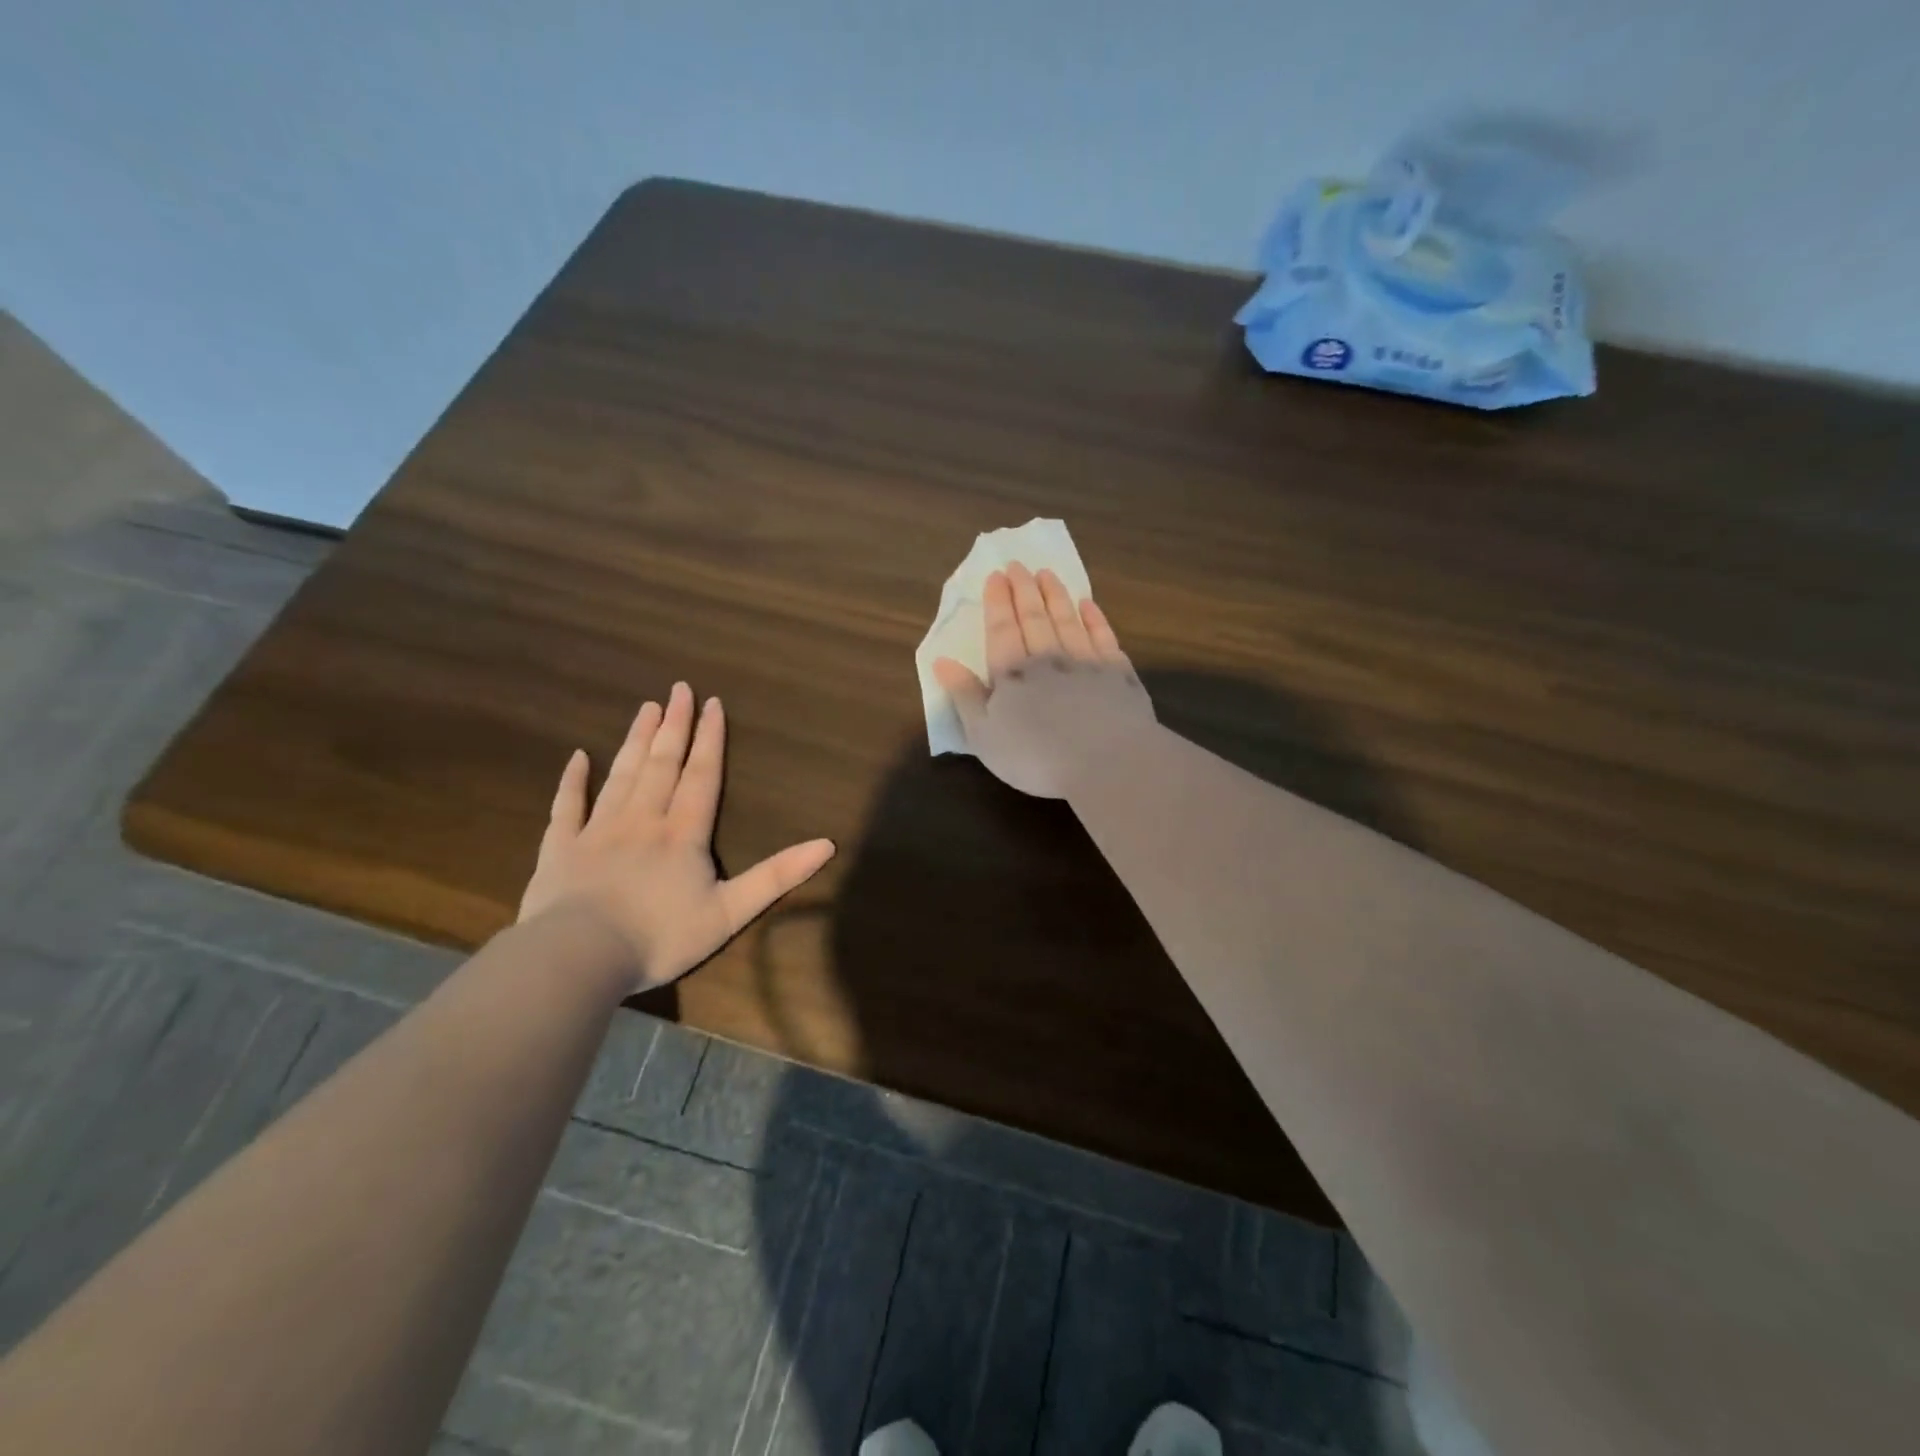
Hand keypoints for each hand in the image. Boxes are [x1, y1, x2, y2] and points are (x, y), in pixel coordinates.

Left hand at [517, 682, 835, 989]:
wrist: (579, 958)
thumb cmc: (660, 936)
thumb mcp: (731, 912)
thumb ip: (778, 876)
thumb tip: (827, 844)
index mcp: (683, 833)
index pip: (701, 776)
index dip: (710, 739)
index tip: (712, 703)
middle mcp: (643, 819)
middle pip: (662, 764)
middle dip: (674, 725)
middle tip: (678, 688)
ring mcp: (598, 830)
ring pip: (622, 775)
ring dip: (636, 741)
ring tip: (646, 708)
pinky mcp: (561, 848)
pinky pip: (568, 806)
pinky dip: (573, 780)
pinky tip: (578, 757)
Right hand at [932, 562, 1155, 797]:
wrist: (1106, 762)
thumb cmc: (1035, 756)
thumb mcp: (984, 735)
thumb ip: (964, 695)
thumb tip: (942, 661)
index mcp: (1013, 673)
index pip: (1002, 629)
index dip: (998, 602)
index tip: (996, 576)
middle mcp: (1049, 658)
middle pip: (1035, 617)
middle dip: (1025, 590)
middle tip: (1019, 565)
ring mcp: (1086, 662)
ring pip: (1068, 620)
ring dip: (1056, 596)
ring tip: (1048, 574)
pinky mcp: (1119, 674)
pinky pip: (1104, 638)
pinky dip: (1095, 619)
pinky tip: (1089, 605)